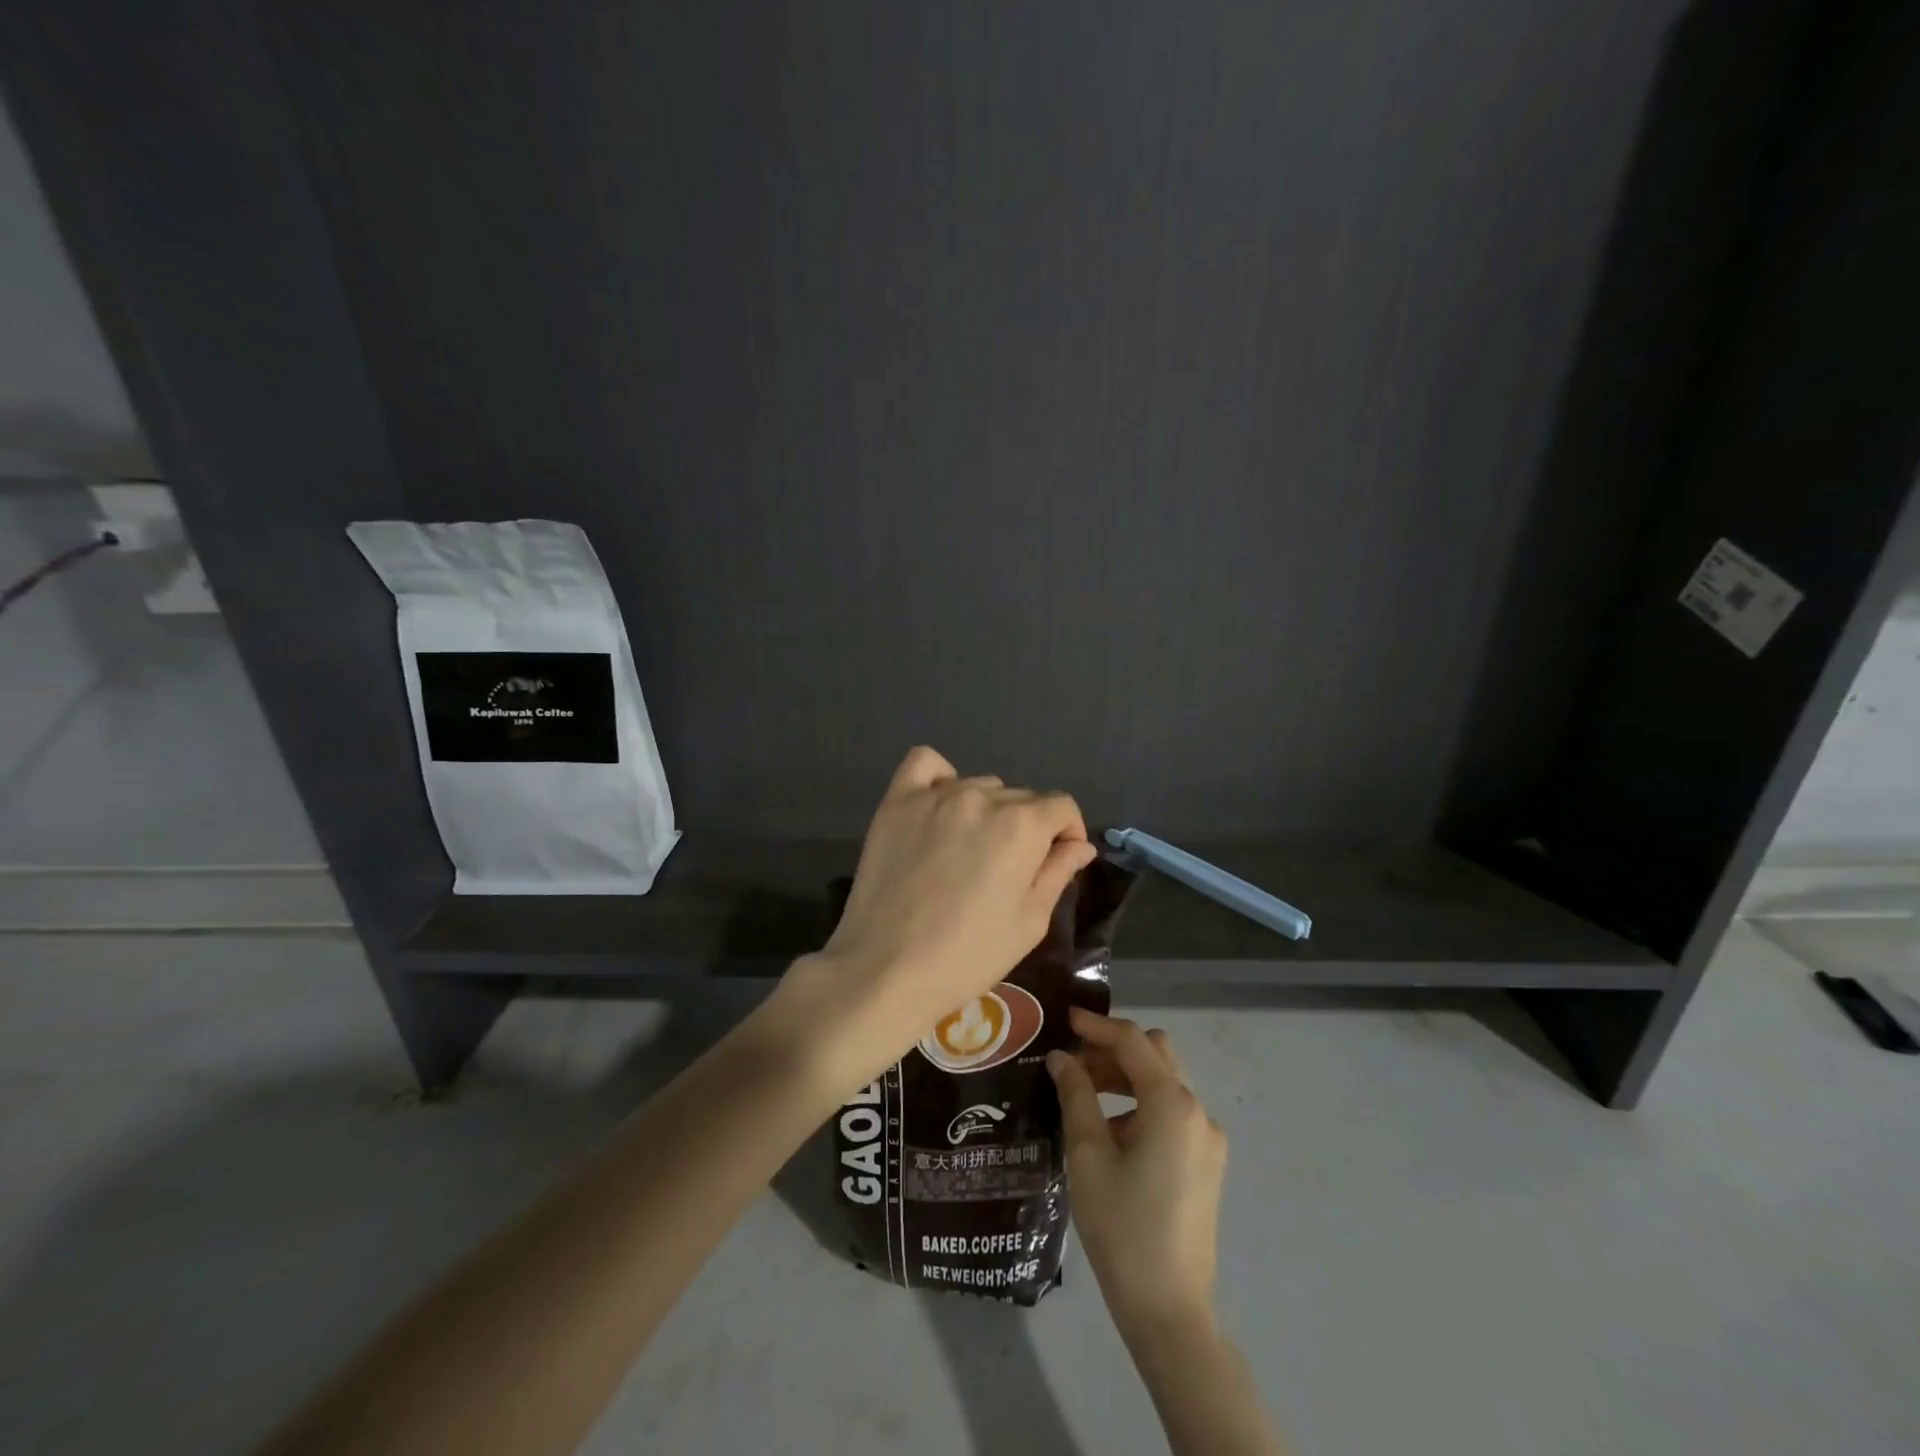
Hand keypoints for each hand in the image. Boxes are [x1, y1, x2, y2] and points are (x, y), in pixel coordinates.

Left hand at [778, 746, 1095, 1092]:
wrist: (886, 969)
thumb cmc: (967, 956)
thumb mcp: (1029, 922)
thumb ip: (1058, 873)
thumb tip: (1079, 845)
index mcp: (1021, 825)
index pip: (1061, 806)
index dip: (1067, 833)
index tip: (1057, 861)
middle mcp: (980, 798)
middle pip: (1021, 797)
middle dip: (1028, 827)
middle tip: (1008, 870)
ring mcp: (935, 796)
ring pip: (979, 786)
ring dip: (986, 810)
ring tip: (969, 850)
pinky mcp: (897, 802)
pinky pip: (926, 764)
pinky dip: (941, 778)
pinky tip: (940, 809)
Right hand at [1048, 1009, 1226, 1337]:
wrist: (1170, 1310)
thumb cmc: (1122, 1228)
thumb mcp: (1088, 1155)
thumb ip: (1076, 1096)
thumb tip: (1061, 1058)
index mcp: (1172, 1104)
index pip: (1133, 1042)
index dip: (1097, 1026)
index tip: (1065, 1019)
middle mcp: (1198, 1111)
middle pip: (1155, 1054)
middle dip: (1113, 1049)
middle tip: (1072, 1062)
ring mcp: (1207, 1138)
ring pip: (1165, 1082)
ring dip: (1126, 1076)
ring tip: (1082, 1092)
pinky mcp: (1206, 1162)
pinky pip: (1172, 1113)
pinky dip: (1141, 1103)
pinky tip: (1109, 1129)